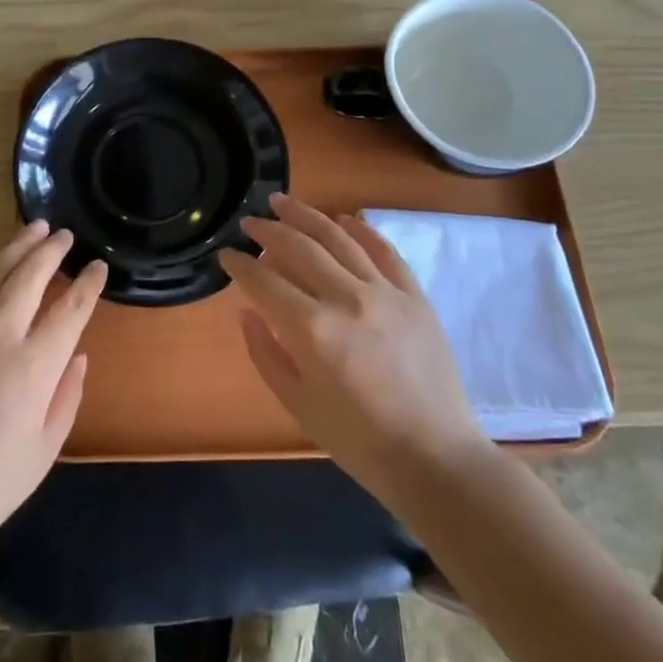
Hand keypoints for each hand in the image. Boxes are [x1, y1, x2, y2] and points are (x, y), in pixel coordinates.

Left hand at [0, 222, 106, 559]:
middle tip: (64, 236)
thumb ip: (66, 396)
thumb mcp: (44, 451)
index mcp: (32, 368)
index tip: (98, 266)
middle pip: (29, 277)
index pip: (69, 311)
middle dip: (51, 251)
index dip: (88, 285)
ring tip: (33, 229)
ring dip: (15, 248)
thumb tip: (77, 355)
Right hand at [220, 193, 493, 503]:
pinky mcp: (415, 296)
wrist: (436, 459)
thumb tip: (248, 312)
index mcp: (312, 329)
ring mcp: (385, 292)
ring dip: (306, 215)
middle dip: (267, 231)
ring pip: (338, 238)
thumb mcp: (298, 404)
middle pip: (298, 247)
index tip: (225, 254)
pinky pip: (384, 251)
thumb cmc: (359, 441)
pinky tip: (343, 219)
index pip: (263, 281)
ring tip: (282, 202)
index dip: (239, 264)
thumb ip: (265, 353)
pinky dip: (361, 230)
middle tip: (249, 222)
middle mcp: (346, 298)